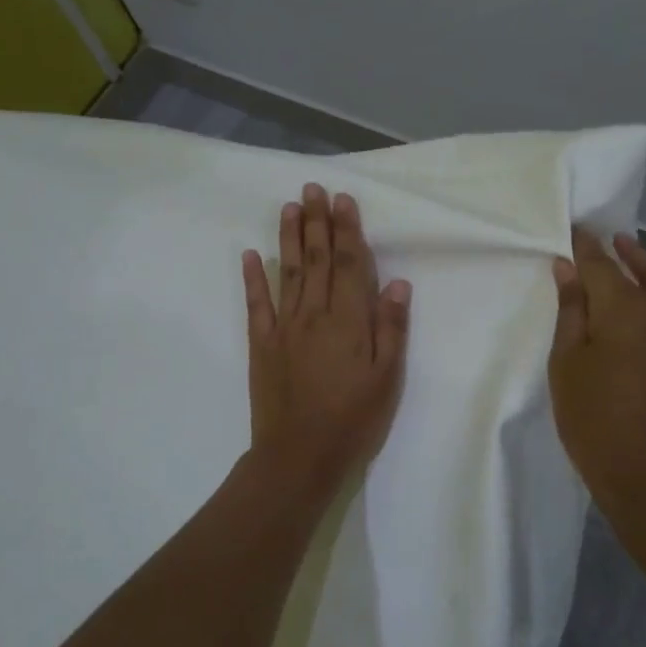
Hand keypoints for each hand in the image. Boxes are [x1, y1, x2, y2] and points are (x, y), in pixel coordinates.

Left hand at [241, 183, 410, 499]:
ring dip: (288, 238)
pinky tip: (249, 255)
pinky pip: (256, 305)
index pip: (348, 265)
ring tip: (289, 207)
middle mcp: (314, 315)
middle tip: (314, 189)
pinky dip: (252, 278)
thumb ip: (391, 328)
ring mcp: (283, 328)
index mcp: (348, 322)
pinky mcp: (261, 345)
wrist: (298, 457)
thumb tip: (396, 282)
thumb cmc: (353, 420)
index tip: (344, 200)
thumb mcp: (387, 379)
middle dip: (317, 222)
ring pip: (287, 273)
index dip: (347, 231)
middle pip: (316, 260)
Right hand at [548, 230, 645, 507]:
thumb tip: (568, 267)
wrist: (645, 471)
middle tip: (598, 240)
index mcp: (620, 306)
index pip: (597, 264)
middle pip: (635, 268)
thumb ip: (571, 310)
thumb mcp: (566, 363)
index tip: (572, 232)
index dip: (583, 247)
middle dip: (615, 251)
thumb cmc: (592, 418)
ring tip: (632, 249)